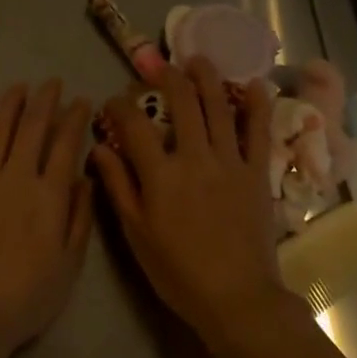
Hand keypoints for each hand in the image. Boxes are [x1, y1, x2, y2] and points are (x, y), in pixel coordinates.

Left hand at [0, 79, 94, 356]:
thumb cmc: (30, 293)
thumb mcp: (70, 261)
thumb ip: (79, 215)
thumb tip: (84, 176)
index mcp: (49, 194)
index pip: (65, 143)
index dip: (74, 117)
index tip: (81, 101)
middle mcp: (16, 177)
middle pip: (32, 127)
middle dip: (45, 100)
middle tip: (52, 83)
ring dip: (10, 104)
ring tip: (19, 87)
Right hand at [90, 57, 295, 348]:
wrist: (236, 297)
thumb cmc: (178, 271)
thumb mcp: (137, 233)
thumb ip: (118, 186)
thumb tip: (98, 148)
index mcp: (160, 174)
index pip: (134, 125)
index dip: (119, 107)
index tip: (112, 102)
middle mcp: (194, 157)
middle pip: (181, 103)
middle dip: (168, 77)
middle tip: (160, 66)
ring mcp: (229, 162)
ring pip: (219, 107)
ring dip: (208, 78)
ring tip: (199, 60)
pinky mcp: (257, 172)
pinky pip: (258, 132)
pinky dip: (257, 105)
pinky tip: (254, 84)